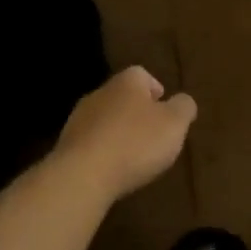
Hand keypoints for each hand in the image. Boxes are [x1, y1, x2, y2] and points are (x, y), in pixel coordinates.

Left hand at [54, 67, 197, 201]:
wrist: (83, 175)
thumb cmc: (136, 143)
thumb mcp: (174, 124)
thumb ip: (183, 108)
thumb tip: (183, 100)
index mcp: (126, 83)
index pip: (142, 75)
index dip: (156, 90)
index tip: (165, 110)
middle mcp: (99, 93)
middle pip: (122, 96)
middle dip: (137, 112)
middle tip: (153, 134)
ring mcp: (78, 119)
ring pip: (105, 119)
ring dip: (118, 132)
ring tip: (133, 155)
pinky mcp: (67, 145)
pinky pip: (91, 142)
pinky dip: (103, 151)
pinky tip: (112, 169)